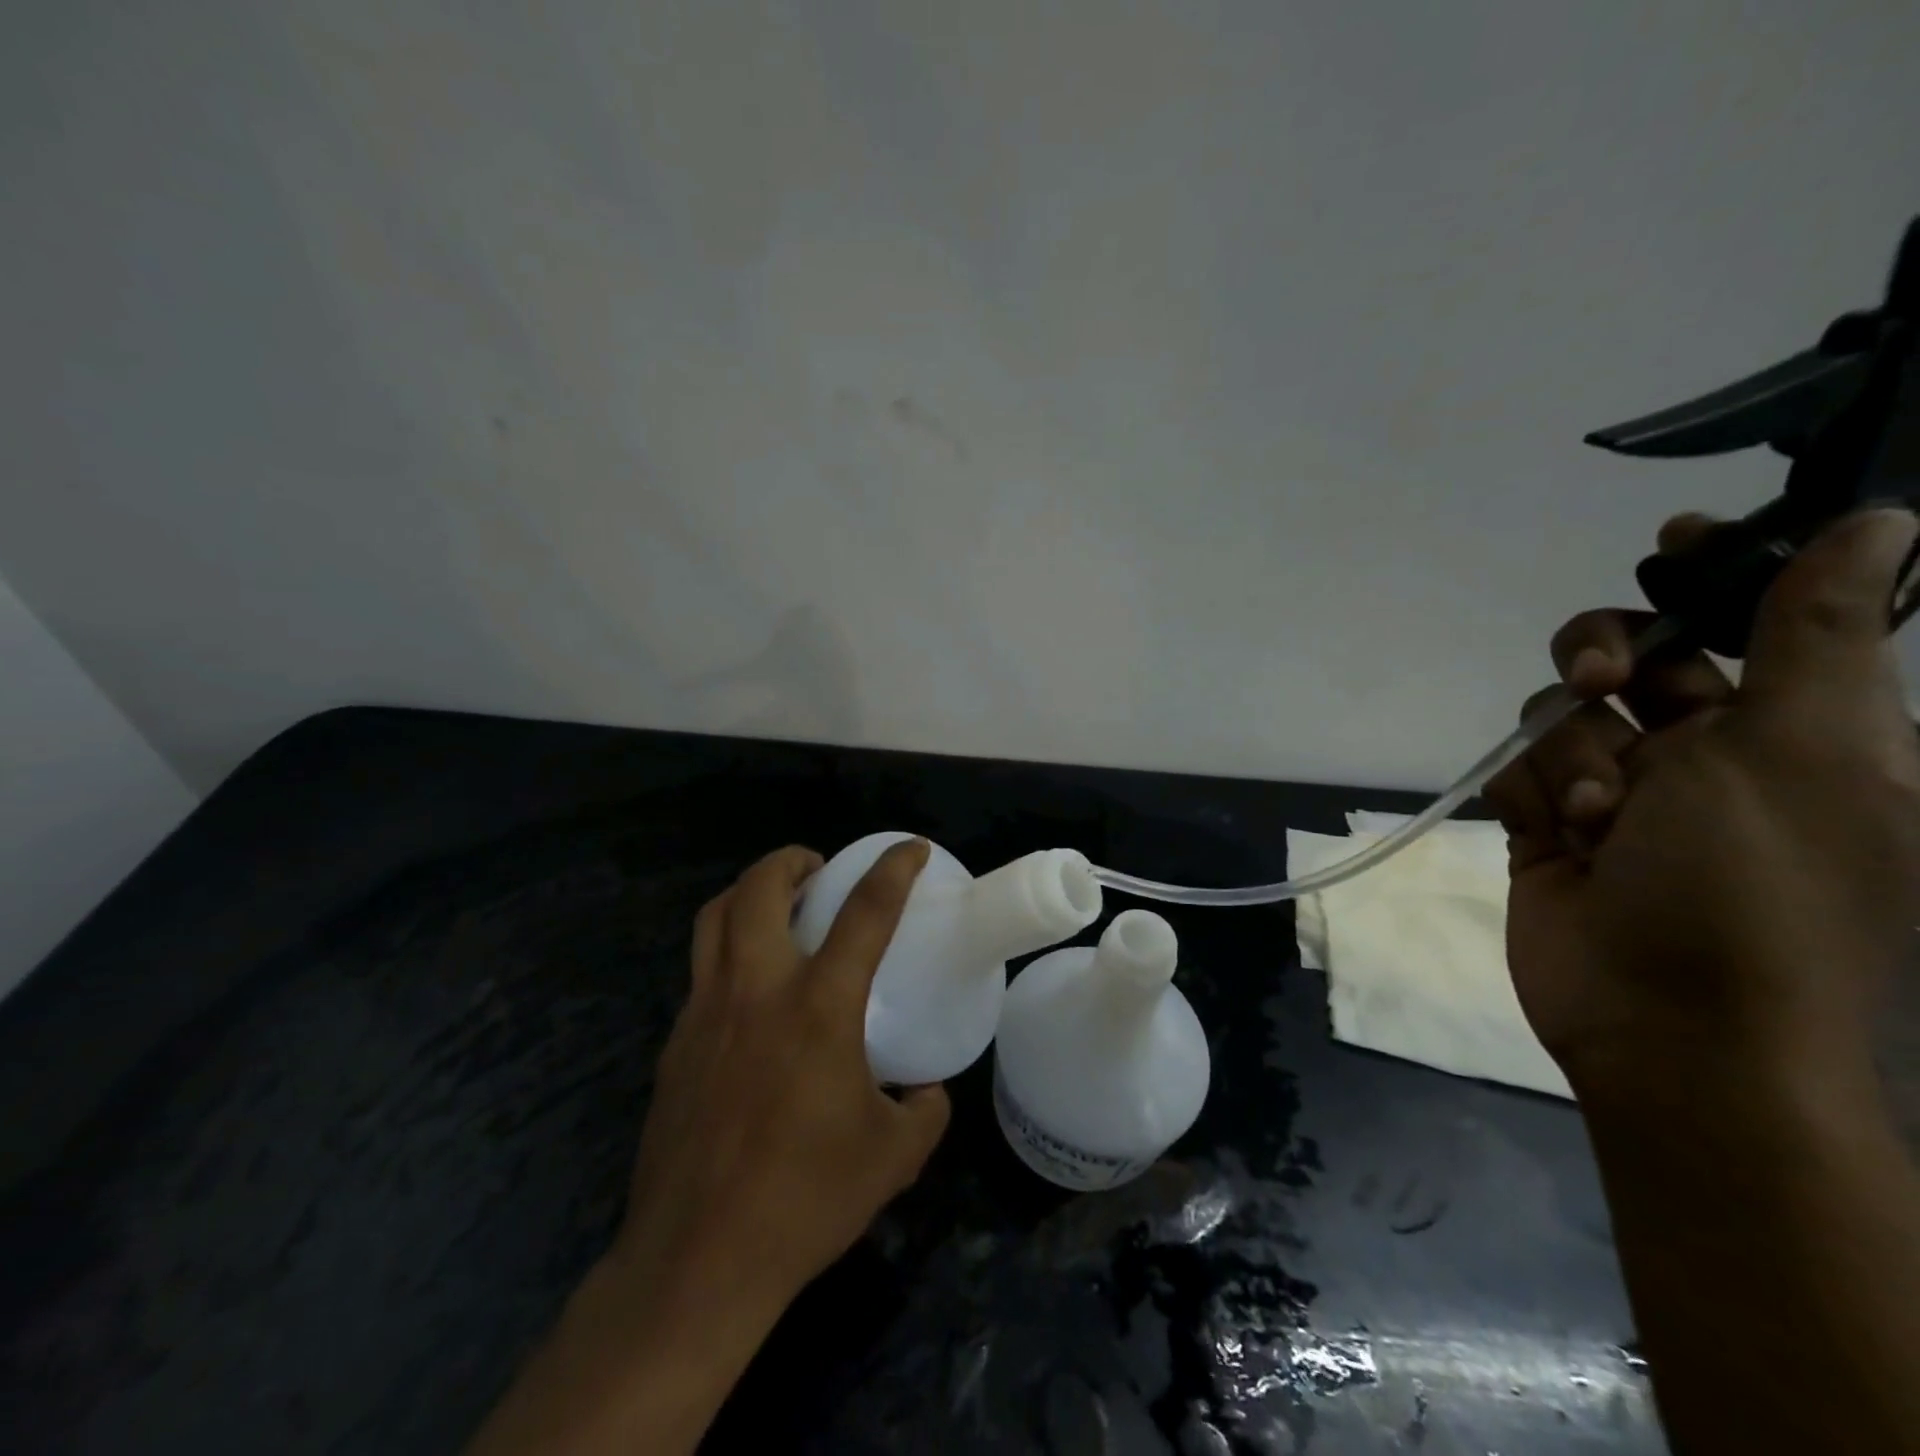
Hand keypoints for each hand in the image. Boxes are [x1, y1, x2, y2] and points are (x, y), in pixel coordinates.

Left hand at [607, 838, 949, 1317]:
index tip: (909, 848)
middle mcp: (756, 991)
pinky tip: (750, 995)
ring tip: (777, 906)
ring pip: (714, 918)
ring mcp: (705, 1013)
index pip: (865, 912)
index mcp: (818, 1007)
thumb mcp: (893, 1157)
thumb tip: (925, 1090)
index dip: (893, 869)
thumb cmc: (804, 1200)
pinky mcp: (675, 1043)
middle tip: (817, 869)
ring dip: (748, 893)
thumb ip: (923, 1110)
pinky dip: (728, 953)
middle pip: (759, 888)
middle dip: (790, 860)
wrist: (698, 1261)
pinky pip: (702, 972)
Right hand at [1486, 508, 1919, 1105]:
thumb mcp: (1800, 749)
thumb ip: (1814, 635)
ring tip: (1595, 814)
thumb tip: (1875, 522)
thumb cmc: (1757, 887)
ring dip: (1572, 755)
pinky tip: (1559, 838)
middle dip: (1603, 657)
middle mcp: (1708, 753)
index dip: (1719, 573)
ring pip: (1562, 716)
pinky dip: (1536, 794)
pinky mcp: (1552, 827)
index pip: (1758, 620)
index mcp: (1798, 730)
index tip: (1673, 541)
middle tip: (1598, 681)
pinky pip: (1522, 772)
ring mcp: (1621, 793)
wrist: (1665, 1025)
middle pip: (1631, 656)